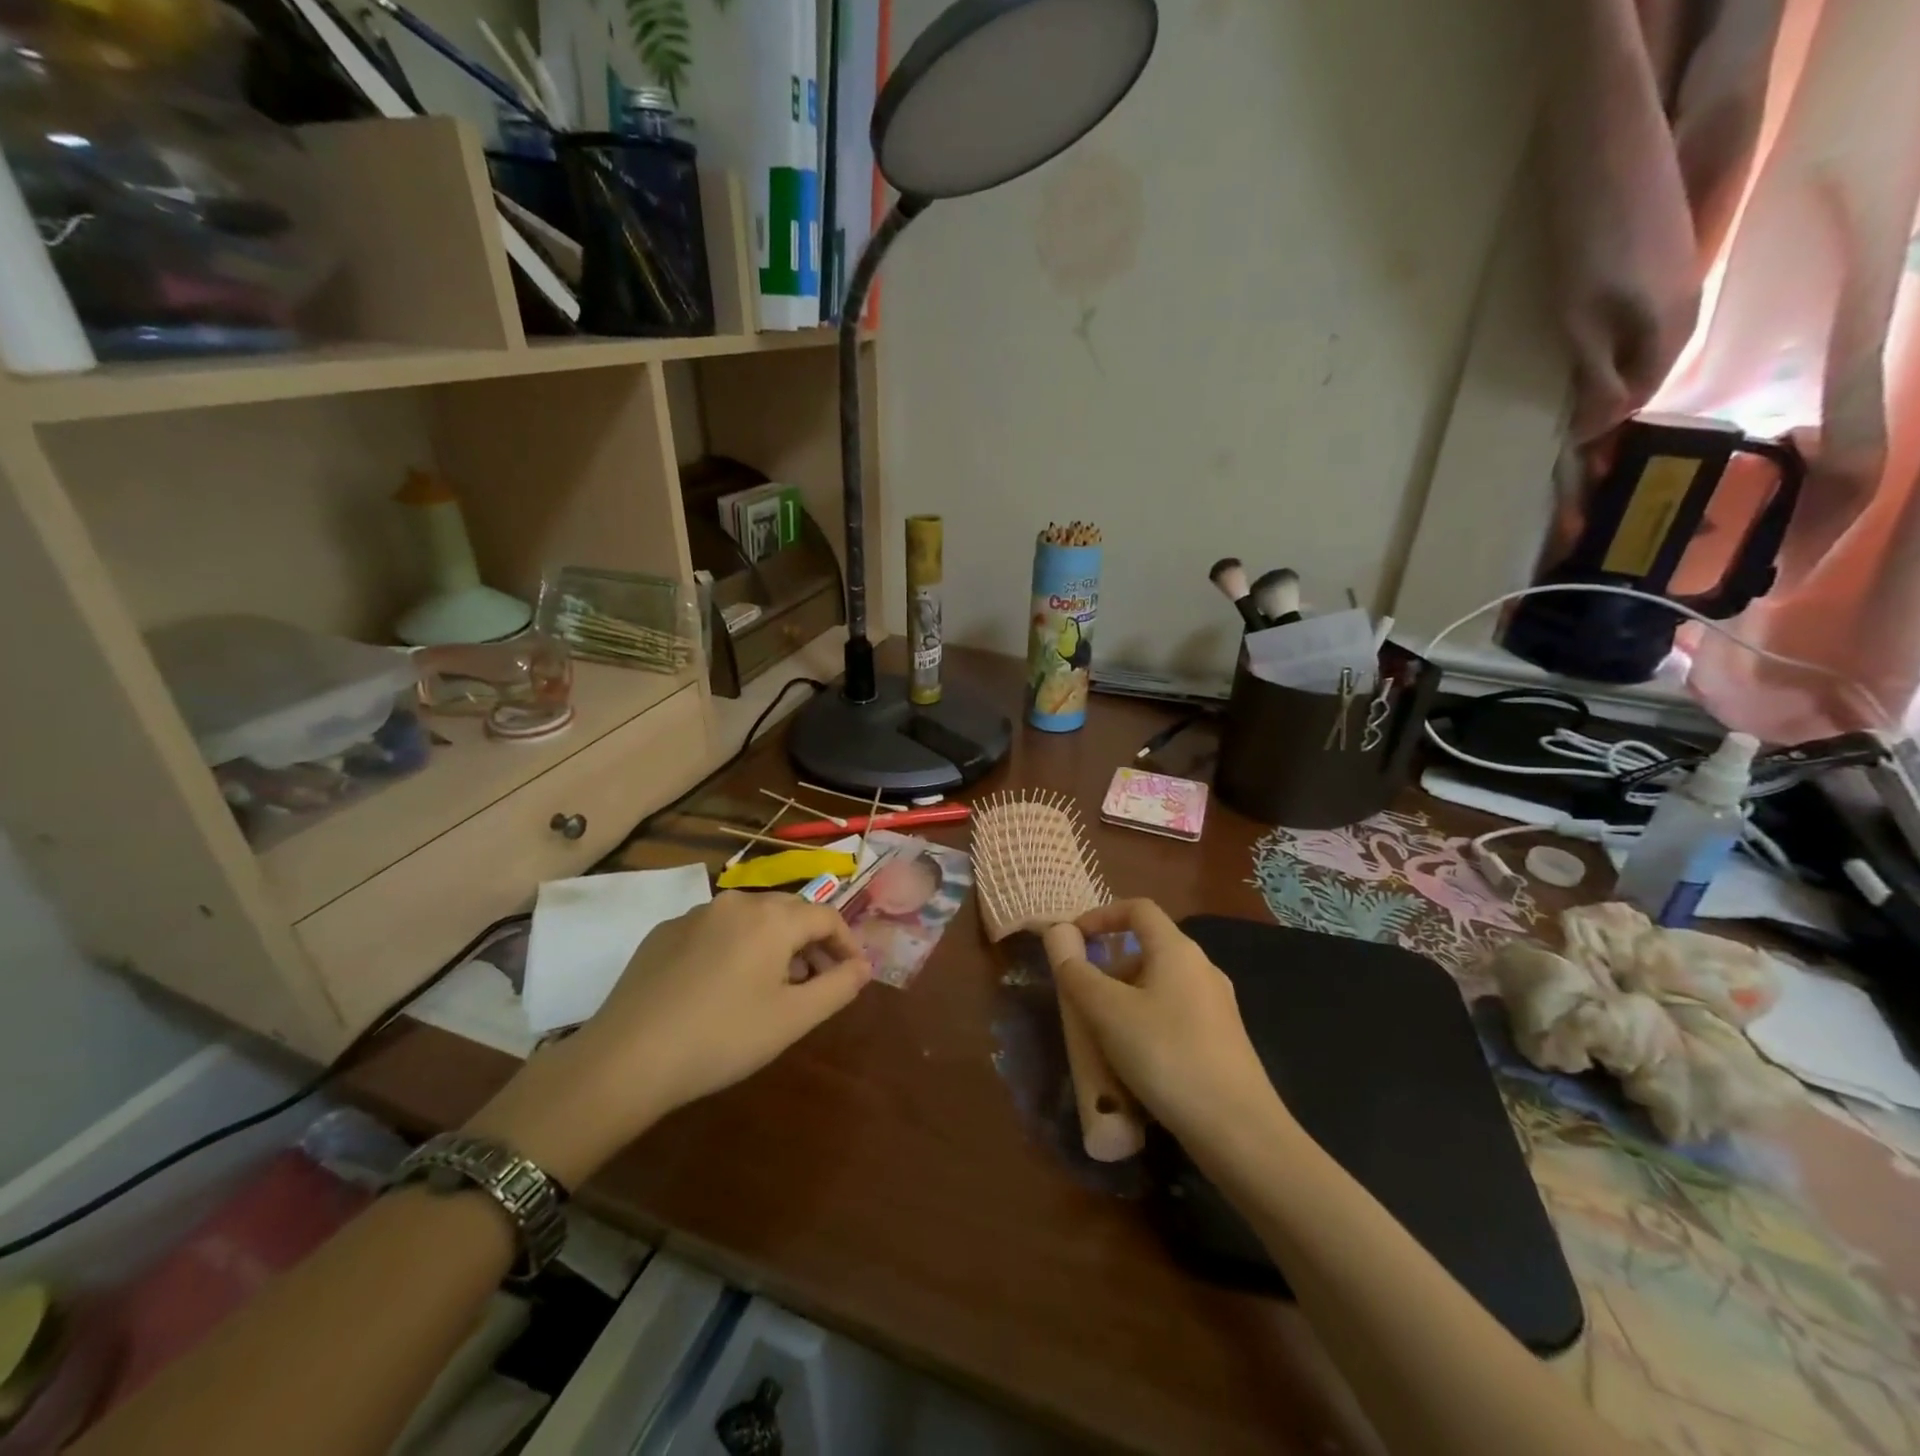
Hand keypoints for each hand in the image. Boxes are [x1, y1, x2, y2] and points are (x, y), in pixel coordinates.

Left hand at [468, 892, 869, 1184]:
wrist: (626, 1059)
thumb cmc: (723, 1038)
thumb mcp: (793, 1018)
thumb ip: (838, 986)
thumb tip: (863, 966)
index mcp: (772, 917)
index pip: (826, 916)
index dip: (847, 943)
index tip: (852, 975)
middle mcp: (736, 902)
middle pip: (789, 912)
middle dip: (811, 943)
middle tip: (816, 983)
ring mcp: (695, 914)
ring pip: (751, 920)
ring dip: (773, 945)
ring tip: (773, 987)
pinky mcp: (663, 933)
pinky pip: (715, 930)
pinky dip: (734, 948)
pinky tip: (723, 987)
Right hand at [1042, 900, 1281, 1147]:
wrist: (1239, 1131)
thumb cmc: (1167, 1055)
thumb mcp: (1108, 1012)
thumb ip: (1078, 973)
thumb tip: (1058, 937)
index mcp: (1178, 950)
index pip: (1138, 909)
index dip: (1101, 916)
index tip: (1073, 940)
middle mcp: (1202, 969)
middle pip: (1148, 949)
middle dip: (1109, 966)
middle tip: (1081, 997)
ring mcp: (1217, 1006)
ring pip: (1159, 986)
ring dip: (1125, 999)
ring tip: (1101, 1035)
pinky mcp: (1222, 1040)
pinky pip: (1174, 1015)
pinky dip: (1146, 1023)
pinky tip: (1134, 1062)